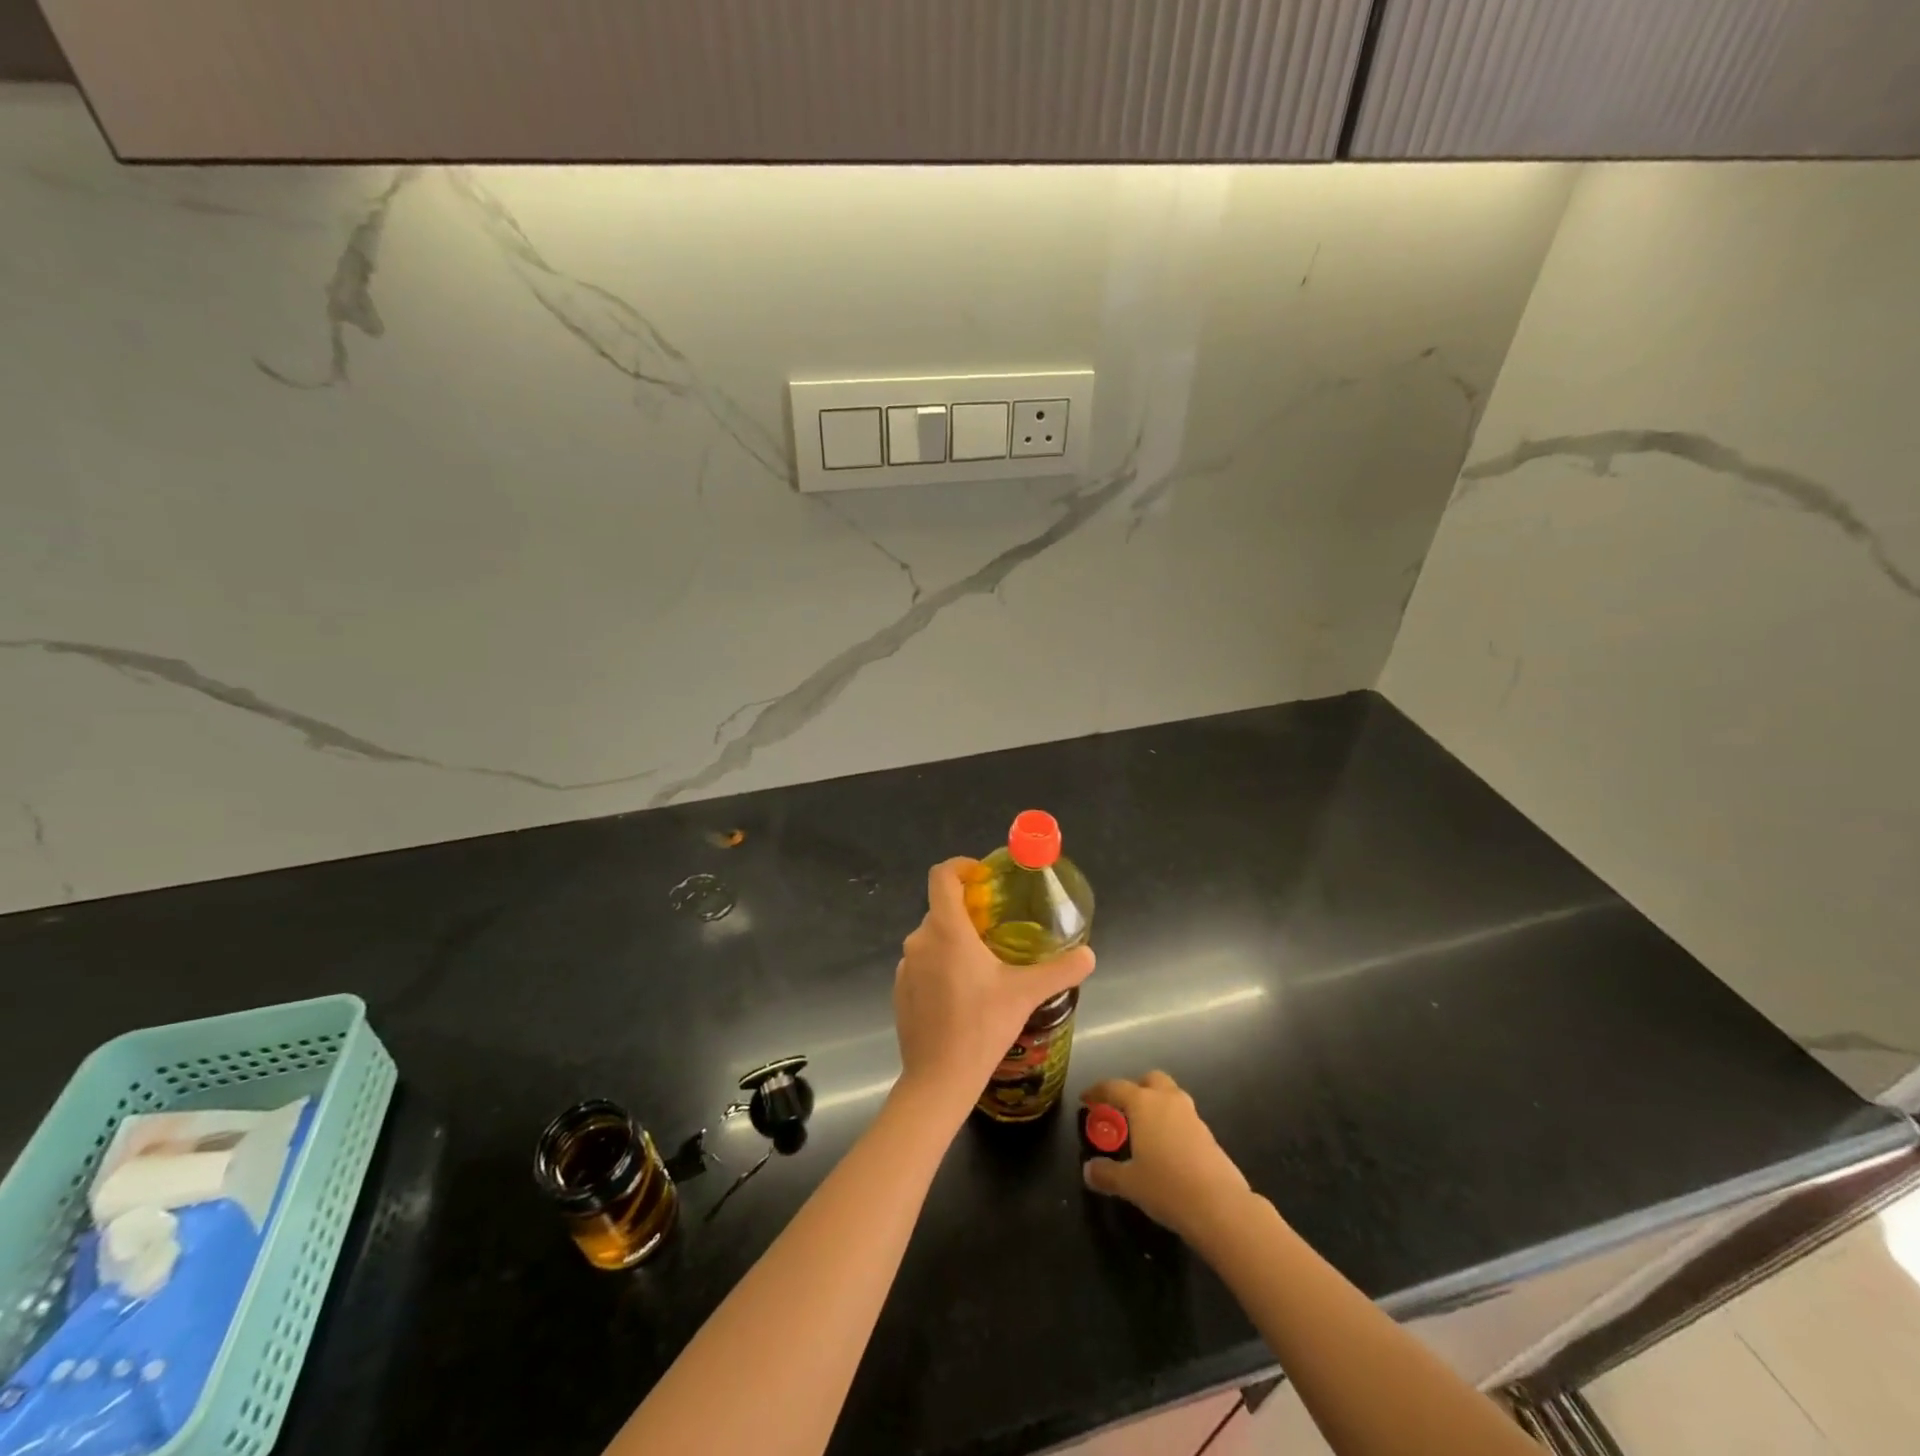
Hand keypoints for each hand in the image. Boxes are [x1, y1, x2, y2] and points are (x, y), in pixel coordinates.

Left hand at [893, 858, 1095, 1121]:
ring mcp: (905, 966)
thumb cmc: (981, 1027)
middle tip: (998, 928)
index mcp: (946, 930)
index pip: (942, 876)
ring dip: (955, 941)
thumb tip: (1090, 955)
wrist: (939, 1079)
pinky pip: (922, 964)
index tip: (983, 876)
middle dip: (968, 912)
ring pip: (932, 938)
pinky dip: (941, 966)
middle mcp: (919, 940)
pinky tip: (963, 994)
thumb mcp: (1026, 994)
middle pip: (941, 909)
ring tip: (985, 964)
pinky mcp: (900, 990)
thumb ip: (1060, 970)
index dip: (960, 866)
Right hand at [1080, 1071, 1253, 1245]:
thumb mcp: (1129, 1183)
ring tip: (1144, 1130)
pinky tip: (1167, 1150)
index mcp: (1144, 1103)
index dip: (1097, 1091)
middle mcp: (1168, 1101)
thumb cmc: (1167, 1187)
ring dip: (1157, 1105)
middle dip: (1135, 1088)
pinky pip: (1184, 1118)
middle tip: (1123, 1109)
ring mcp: (1192, 1116)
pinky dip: (1172, 1124)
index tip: (1086, 1099)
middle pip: (1150, 1079)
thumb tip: (1089, 1170)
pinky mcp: (1209, 1135)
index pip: (1115, 1087)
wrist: (1220, 1207)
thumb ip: (1106, 1173)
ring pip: (1171, 1096)